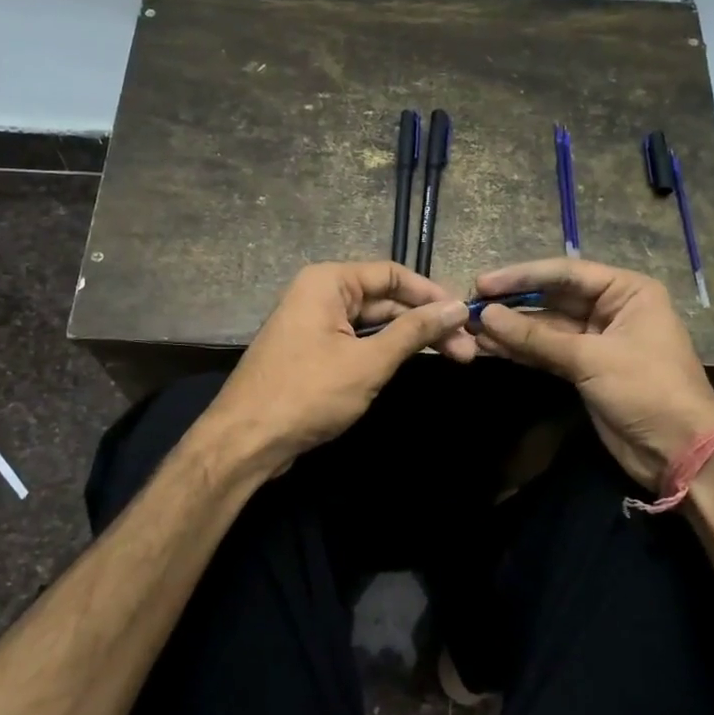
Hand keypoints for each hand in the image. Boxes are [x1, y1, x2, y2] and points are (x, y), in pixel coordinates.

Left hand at [198, 262, 473, 475]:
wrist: (247, 441)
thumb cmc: (308, 393)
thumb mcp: (368, 361)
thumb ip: (414, 331)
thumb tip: (457, 307)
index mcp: (328, 282)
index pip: (392, 273)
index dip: (431, 293)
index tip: (465, 315)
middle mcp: (319, 294)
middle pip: (385, 299)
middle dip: (426, 321)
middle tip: (467, 348)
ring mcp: (314, 325)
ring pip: (373, 324)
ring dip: (410, 339)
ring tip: (454, 357)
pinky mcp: (313, 353)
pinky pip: (357, 342)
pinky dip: (386, 351)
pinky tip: (414, 363)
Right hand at [471, 258, 713, 489]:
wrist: (679, 452)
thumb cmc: (646, 389)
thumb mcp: (591, 359)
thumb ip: (536, 337)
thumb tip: (486, 316)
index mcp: (626, 291)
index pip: (565, 273)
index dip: (521, 277)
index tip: (482, 283)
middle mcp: (611, 309)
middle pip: (553, 299)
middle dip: (512, 305)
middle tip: (470, 308)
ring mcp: (597, 340)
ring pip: (546, 328)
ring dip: (511, 330)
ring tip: (471, 331)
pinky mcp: (585, 369)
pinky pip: (547, 352)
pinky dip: (521, 351)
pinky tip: (490, 348)